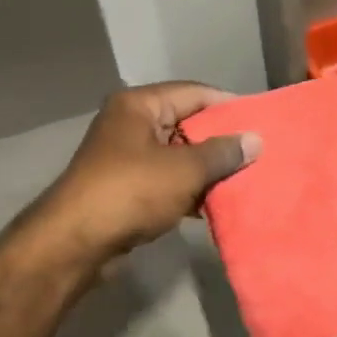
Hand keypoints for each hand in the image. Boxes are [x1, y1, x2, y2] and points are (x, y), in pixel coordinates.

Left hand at [38, 82, 260, 267]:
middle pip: (186, 122)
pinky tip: (216, 203)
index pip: (194, 93)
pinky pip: (166, 178)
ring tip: (245, 179)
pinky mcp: (124, 187)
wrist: (74, 243)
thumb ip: (222, 153)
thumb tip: (256, 140)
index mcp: (139, 105)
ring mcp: (125, 156)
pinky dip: (188, 188)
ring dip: (206, 168)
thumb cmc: (130, 192)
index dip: (229, 106)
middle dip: (220, 140)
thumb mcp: (184, 170)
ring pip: (177, 154)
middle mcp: (130, 122)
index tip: (262, 122)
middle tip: (258, 153)